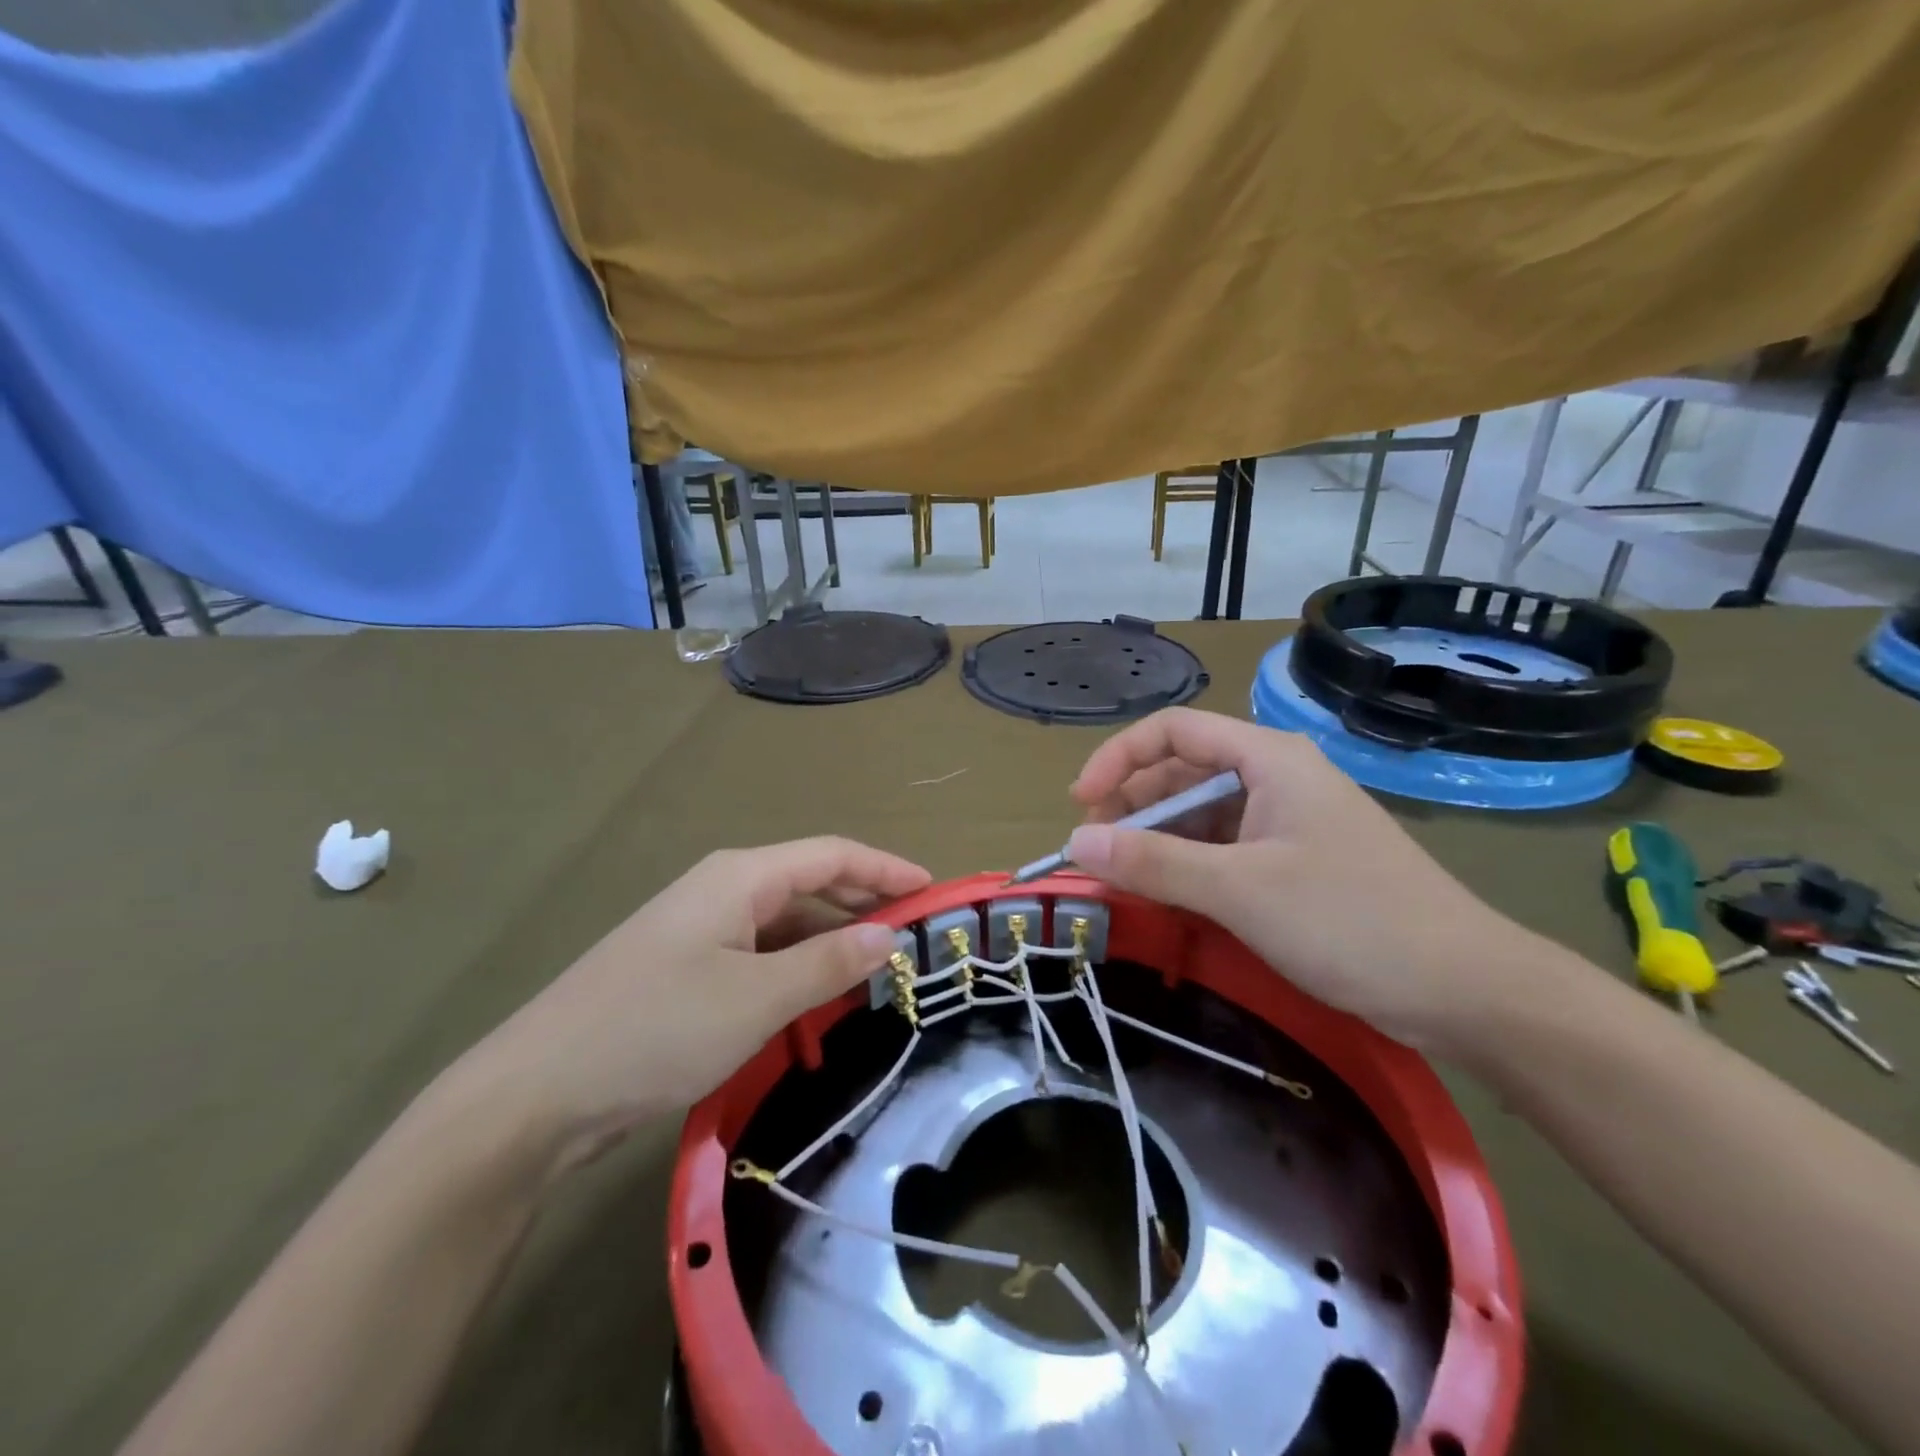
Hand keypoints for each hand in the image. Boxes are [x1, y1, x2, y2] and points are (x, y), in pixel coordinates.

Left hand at [445, 838, 928, 1180]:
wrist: (535, 1094)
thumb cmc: (657, 1029)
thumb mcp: (757, 998)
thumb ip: (829, 963)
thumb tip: (888, 934)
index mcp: (740, 878)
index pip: (832, 855)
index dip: (886, 868)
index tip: (933, 891)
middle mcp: (721, 890)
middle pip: (810, 883)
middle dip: (864, 903)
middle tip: (914, 935)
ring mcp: (699, 931)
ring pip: (784, 924)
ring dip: (830, 942)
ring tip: (877, 971)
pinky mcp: (685, 970)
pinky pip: (759, 955)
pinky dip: (796, 969)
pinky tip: (815, 1000)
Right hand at [1065, 708, 1546, 1052]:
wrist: (1466, 989)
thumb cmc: (1352, 921)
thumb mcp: (1241, 890)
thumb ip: (1154, 862)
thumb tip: (1075, 842)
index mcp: (1269, 758)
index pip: (1173, 731)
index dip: (1118, 759)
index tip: (1080, 805)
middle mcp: (1275, 777)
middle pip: (1182, 771)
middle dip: (1133, 807)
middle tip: (1097, 854)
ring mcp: (1286, 821)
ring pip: (1199, 813)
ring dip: (1156, 840)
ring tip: (1124, 879)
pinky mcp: (1293, 861)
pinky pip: (1221, 848)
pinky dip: (1186, 866)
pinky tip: (1167, 895)